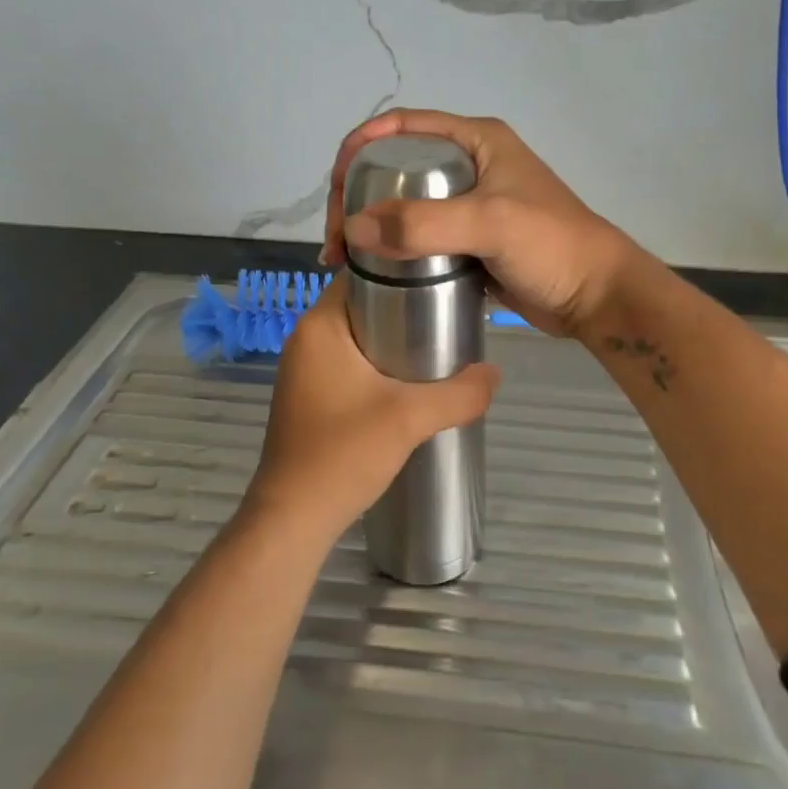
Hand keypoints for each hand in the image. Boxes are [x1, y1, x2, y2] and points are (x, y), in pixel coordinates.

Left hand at [242, 278, 500, 542]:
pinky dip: (378, 365)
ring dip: (393, 339)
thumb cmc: (343, 454)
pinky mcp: (309, 397)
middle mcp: (306, 339)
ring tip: (438, 346)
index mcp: (320, 326)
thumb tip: (494, 373)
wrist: (294, 518)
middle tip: (449, 314)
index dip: (402, 270)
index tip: (441, 278)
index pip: (361, 274)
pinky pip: (349, 364)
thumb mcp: (410, 418)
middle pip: (363, 305)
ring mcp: (304, 370)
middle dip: (405, 307)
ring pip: (358, 337)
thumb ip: (460, 393)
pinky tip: (409, 383)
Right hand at [320, 110, 641, 337]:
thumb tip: (353, 229)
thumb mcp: (490, 224)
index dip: (361, 145)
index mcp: (476, 141)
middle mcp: (469, 166)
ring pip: (405, 207)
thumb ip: (424, 224)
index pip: (403, 126)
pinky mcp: (469, 242)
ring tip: (345, 260)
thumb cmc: (551, 246)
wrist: (595, 296)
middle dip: (358, 196)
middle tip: (338, 238)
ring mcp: (468, 206)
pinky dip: (394, 252)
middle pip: (396, 168)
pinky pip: (420, 239)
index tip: (334, 184)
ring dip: (372, 227)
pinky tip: (374, 273)